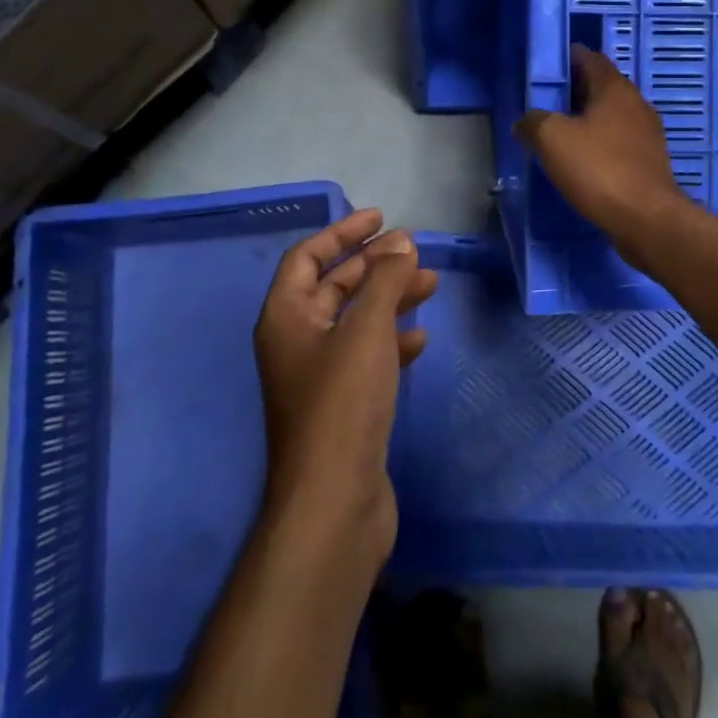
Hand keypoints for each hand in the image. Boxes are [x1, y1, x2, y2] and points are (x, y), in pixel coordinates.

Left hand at [254, 210, 437, 571]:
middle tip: (415, 250)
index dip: (342, 232)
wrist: (335, 501)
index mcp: (286, 317)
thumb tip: (401, 243)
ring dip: (390, 299)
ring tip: (431, 284)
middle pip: (335, 286)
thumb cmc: (344, 402)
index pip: (308, 257)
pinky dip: (393, 341)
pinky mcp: (343, 405)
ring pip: (356, 320)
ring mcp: (319, 376)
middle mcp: (297, 341)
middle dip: (374, 264)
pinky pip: (368, 356)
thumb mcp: (366, 329)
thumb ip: (385, 280)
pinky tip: (421, 340)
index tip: (381, 217)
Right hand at [515, 46, 692, 263]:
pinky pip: (618, 143)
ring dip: (587, 120)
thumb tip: (526, 122)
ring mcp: (647, 135)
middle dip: (574, 91)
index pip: (590, 59)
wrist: (646, 218)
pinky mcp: (649, 162)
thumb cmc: (599, 168)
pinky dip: (599, 144)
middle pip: (601, 87)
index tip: (546, 68)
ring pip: (611, 116)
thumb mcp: (552, 139)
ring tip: (559, 134)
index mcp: (615, 89)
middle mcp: (636, 104)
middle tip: (545, 103)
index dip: (568, 58)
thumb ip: (533, 122)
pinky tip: (582, 161)